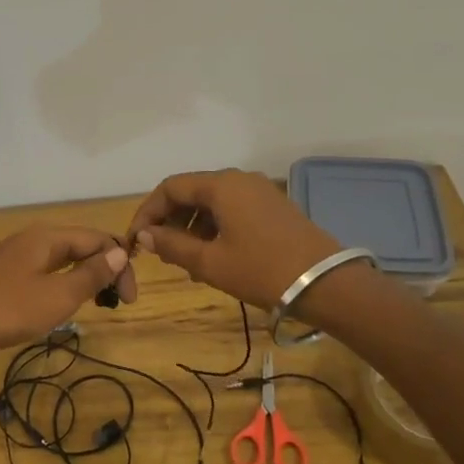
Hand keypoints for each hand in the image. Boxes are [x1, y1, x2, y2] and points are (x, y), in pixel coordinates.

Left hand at [0, 226, 131, 369]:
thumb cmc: (6, 310)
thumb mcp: (57, 296)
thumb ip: (91, 274)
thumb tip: (119, 252)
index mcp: (48, 237)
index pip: (98, 239)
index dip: (120, 264)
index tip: (130, 300)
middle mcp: (32, 239)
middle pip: (79, 246)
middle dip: (104, 269)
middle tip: (117, 303)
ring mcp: (13, 257)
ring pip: (61, 260)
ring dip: (84, 278)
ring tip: (96, 304)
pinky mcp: (1, 276)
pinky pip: (43, 272)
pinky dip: (61, 285)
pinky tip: (60, 305)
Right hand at [128, 169, 340, 310]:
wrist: (326, 284)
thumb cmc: (261, 270)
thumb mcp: (210, 262)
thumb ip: (172, 245)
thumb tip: (146, 235)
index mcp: (220, 185)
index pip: (170, 187)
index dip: (148, 211)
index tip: (137, 239)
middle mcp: (238, 179)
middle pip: (191, 191)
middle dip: (170, 220)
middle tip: (160, 252)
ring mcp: (259, 191)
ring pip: (212, 202)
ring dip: (192, 226)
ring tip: (186, 260)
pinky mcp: (273, 207)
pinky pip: (232, 209)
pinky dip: (214, 227)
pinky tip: (213, 256)